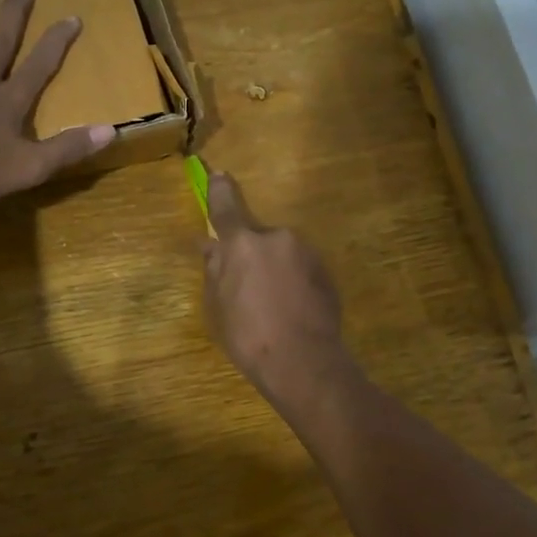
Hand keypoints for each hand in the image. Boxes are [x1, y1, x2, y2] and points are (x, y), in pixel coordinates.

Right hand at [201, 171, 355, 407]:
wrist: (304, 362)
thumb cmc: (249, 336)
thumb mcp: (218, 305)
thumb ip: (215, 269)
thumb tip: (210, 246)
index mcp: (243, 243)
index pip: (225, 209)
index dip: (219, 191)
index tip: (218, 174)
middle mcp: (277, 237)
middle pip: (257, 238)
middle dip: (251, 255)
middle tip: (246, 288)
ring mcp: (306, 253)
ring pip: (282, 254)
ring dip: (275, 270)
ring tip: (272, 307)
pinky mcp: (326, 272)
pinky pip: (301, 270)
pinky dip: (293, 282)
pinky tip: (291, 311)